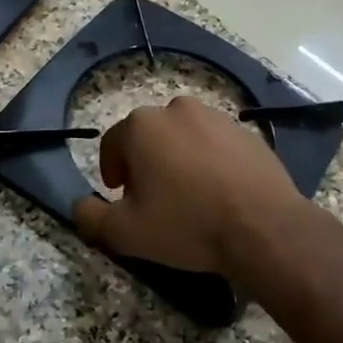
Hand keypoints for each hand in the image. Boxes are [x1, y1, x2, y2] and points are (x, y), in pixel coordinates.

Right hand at [73, 97, 310, 275]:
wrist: (264, 227)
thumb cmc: (187, 224)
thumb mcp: (126, 232)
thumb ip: (91, 217)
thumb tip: (79, 206)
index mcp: (142, 126)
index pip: (112, 144)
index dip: (111, 171)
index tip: (120, 196)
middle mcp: (177, 110)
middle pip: (149, 137)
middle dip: (145, 164)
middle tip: (153, 199)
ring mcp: (216, 117)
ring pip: (183, 138)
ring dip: (178, 159)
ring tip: (188, 196)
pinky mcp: (247, 132)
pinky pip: (216, 145)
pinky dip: (210, 162)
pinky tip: (219, 192)